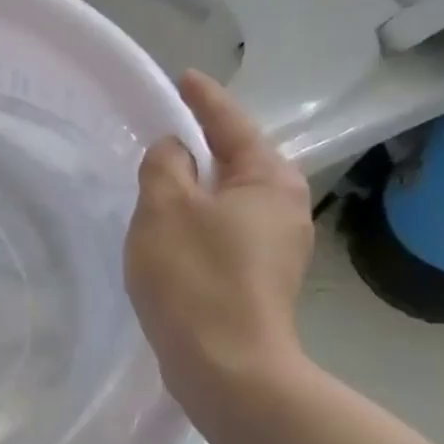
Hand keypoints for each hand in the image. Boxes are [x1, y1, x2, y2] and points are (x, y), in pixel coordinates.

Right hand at [125, 72, 312, 407]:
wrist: (226, 366)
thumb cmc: (195, 277)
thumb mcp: (164, 207)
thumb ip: (164, 165)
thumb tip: (174, 150)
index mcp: (269, 179)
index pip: (231, 123)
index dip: (203, 99)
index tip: (183, 77)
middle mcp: (285, 207)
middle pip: (237, 161)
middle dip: (202, 146)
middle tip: (161, 133)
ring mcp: (277, 247)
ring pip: (229, 200)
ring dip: (196, 189)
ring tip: (158, 185)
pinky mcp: (260, 280)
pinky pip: (224, 232)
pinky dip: (198, 222)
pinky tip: (171, 235)